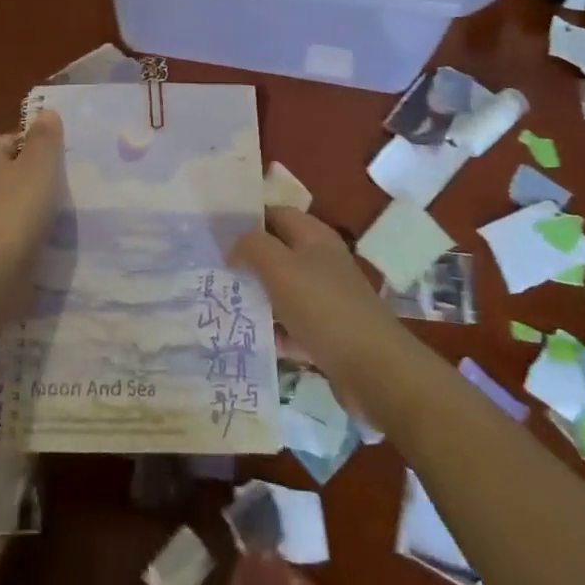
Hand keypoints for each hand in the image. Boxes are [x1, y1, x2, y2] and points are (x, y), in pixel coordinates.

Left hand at [0, 109, 63, 275]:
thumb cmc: (18, 208)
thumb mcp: (39, 164)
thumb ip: (45, 137)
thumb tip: (46, 113)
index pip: (13, 139)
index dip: (39, 146)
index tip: (63, 161)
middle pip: (14, 171)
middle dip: (39, 178)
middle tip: (68, 186)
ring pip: (15, 202)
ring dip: (36, 207)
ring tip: (62, 214)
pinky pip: (13, 229)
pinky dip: (29, 232)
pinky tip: (47, 238)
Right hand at [231, 207, 413, 422]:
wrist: (374, 370)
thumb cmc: (324, 308)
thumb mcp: (280, 268)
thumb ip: (252, 247)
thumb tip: (233, 245)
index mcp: (314, 237)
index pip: (276, 214)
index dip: (247, 219)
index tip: (214, 232)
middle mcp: (321, 263)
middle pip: (278, 254)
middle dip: (247, 261)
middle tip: (210, 270)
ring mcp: (326, 299)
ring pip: (282, 291)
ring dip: (256, 298)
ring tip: (220, 304)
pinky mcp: (327, 334)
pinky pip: (292, 326)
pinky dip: (273, 332)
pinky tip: (247, 339)